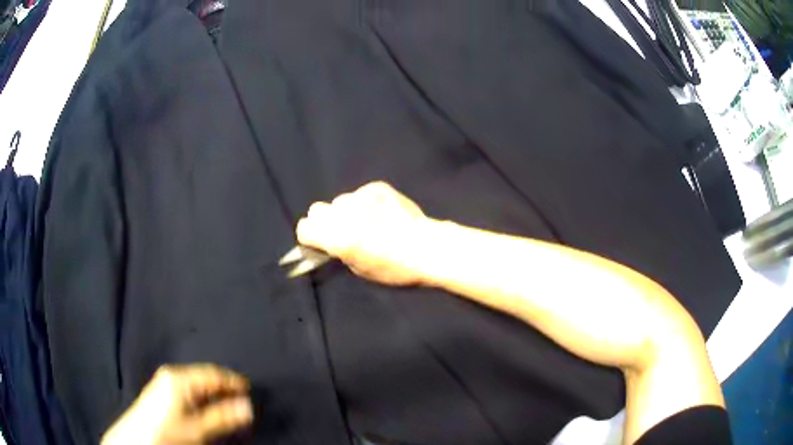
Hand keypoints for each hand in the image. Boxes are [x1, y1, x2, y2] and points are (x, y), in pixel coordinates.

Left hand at [101, 364, 252, 444]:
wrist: (135, 440)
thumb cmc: (168, 432)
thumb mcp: (198, 429)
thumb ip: (222, 417)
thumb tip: (247, 406)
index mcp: (180, 378)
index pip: (213, 374)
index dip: (233, 381)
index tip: (251, 389)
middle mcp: (171, 374)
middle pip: (204, 376)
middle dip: (223, 386)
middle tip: (242, 397)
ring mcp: (164, 382)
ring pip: (196, 383)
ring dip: (213, 393)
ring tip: (229, 403)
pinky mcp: (161, 392)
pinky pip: (187, 389)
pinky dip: (202, 397)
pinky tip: (207, 406)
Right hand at [296, 181, 429, 285]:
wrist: (427, 247)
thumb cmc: (394, 268)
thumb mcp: (359, 269)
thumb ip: (338, 251)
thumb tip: (330, 242)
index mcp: (337, 238)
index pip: (304, 228)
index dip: (310, 236)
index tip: (320, 242)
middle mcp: (344, 214)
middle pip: (317, 210)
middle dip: (325, 221)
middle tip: (342, 231)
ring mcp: (360, 197)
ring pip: (340, 201)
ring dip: (347, 212)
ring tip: (368, 222)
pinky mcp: (377, 187)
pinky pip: (360, 194)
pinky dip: (366, 203)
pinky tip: (383, 213)